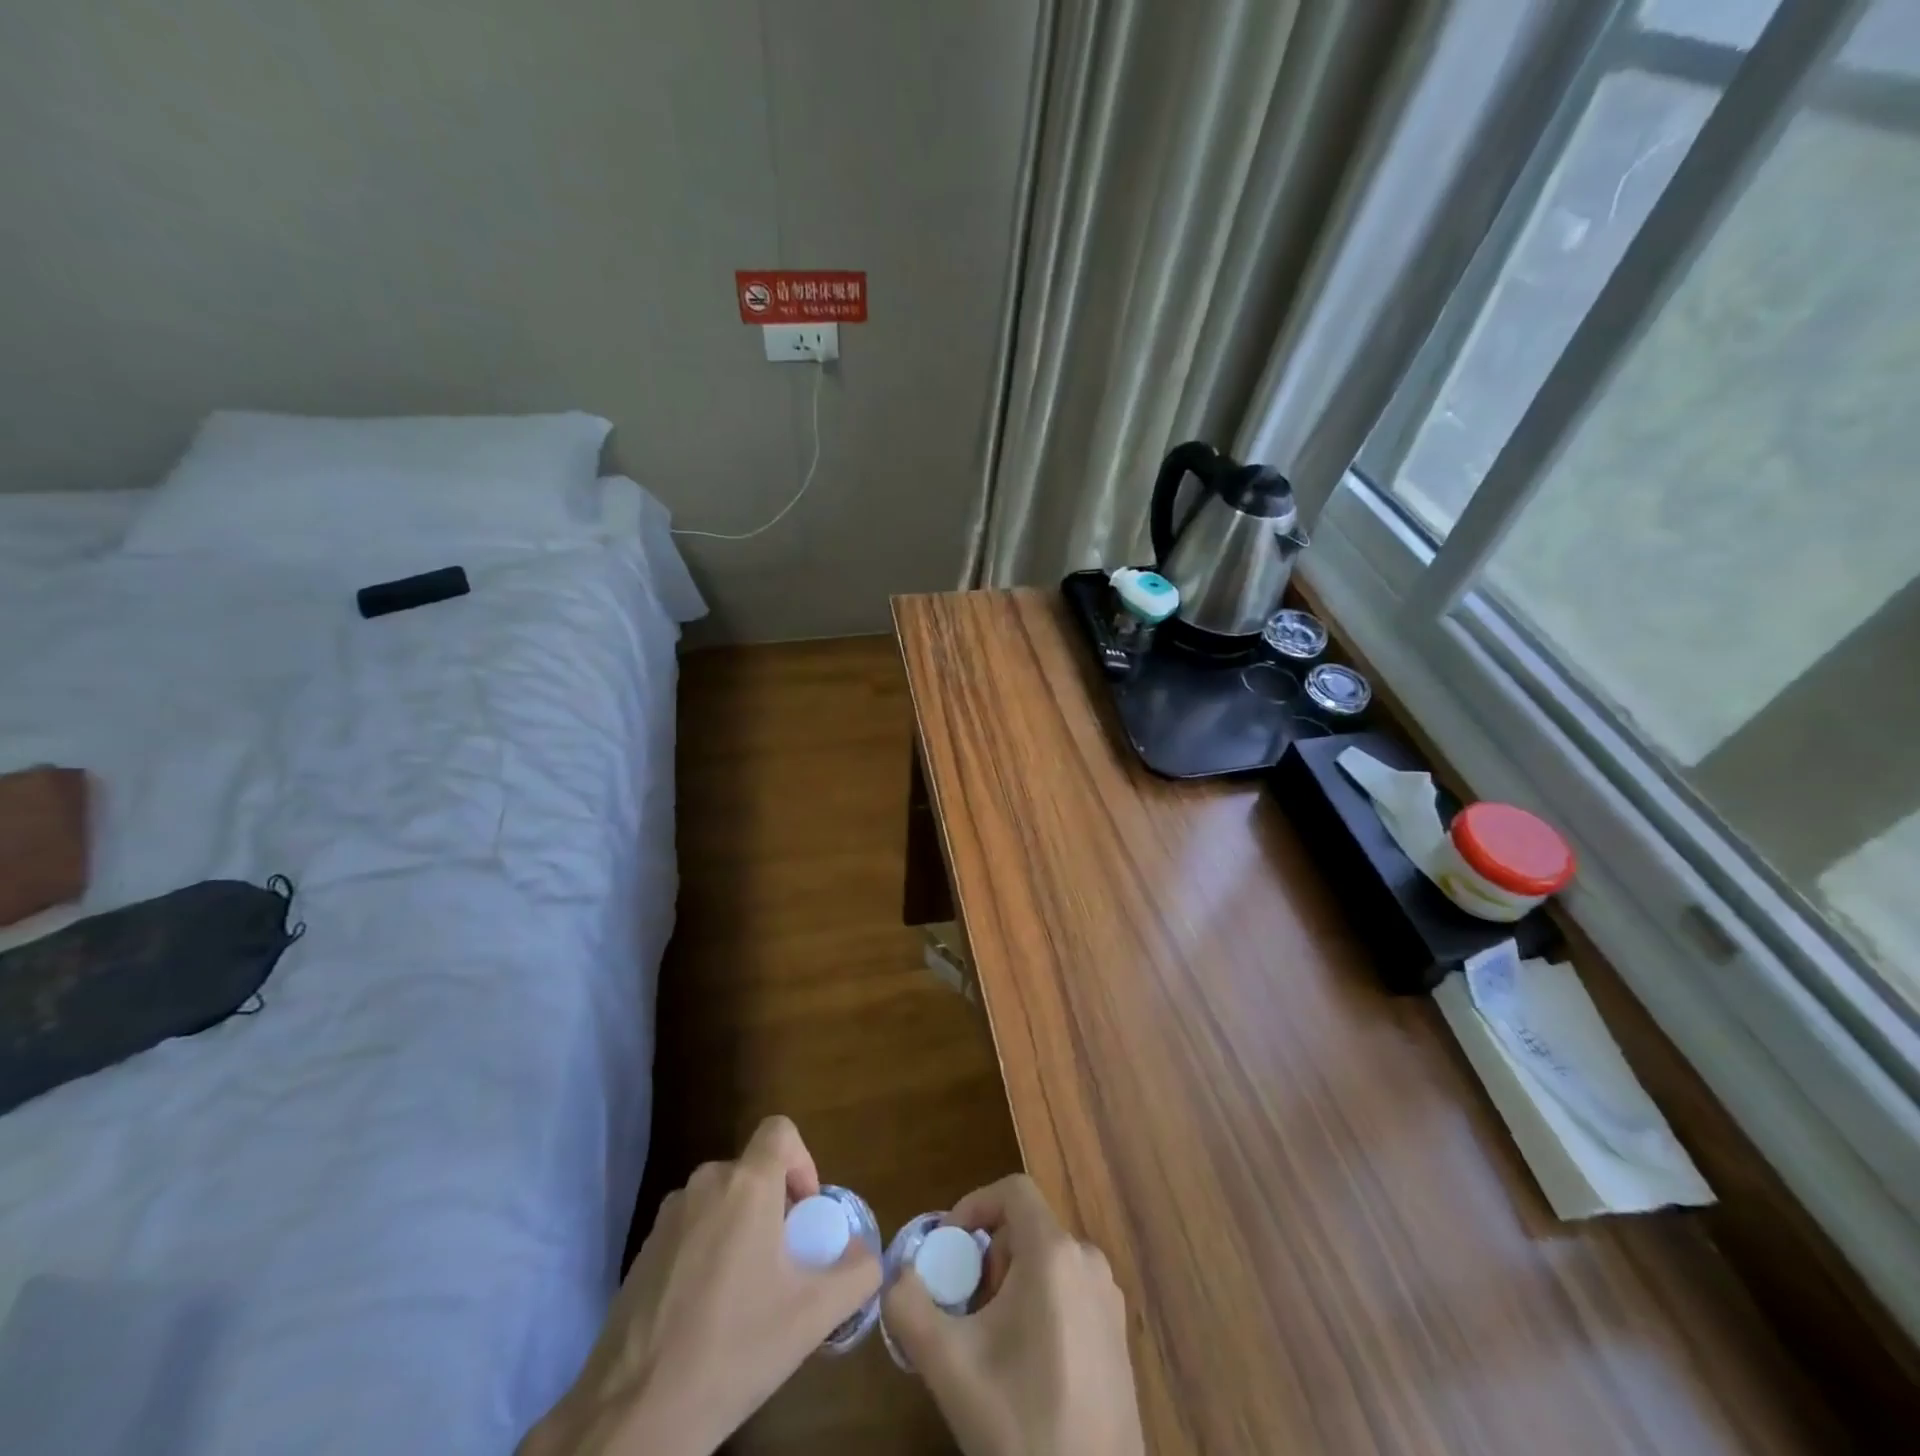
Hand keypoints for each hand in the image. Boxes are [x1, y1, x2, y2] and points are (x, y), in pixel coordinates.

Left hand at [520, 1116, 880, 1455]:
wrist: (633, 1415)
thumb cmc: (733, 1349)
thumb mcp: (812, 1317)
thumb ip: (856, 1273)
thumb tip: (866, 1253)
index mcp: (747, 1186)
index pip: (780, 1131)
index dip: (802, 1160)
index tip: (806, 1213)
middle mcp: (705, 1185)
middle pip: (753, 1172)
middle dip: (775, 1206)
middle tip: (785, 1264)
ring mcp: (668, 1218)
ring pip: (721, 1201)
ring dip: (742, 1229)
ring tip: (747, 1294)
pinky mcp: (642, 1252)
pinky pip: (691, 1230)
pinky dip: (709, 1251)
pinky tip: (707, 1314)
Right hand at [881, 1174, 1144, 1455]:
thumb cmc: (1020, 1421)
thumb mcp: (949, 1365)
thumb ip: (909, 1307)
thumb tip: (896, 1274)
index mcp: (1055, 1252)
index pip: (1012, 1190)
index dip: (973, 1206)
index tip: (947, 1249)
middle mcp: (1089, 1261)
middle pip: (1027, 1228)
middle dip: (988, 1256)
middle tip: (964, 1306)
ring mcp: (1109, 1299)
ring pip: (1048, 1262)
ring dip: (1011, 1283)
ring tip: (989, 1339)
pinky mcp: (1118, 1335)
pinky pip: (1069, 1292)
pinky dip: (1039, 1305)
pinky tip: (1024, 1365)